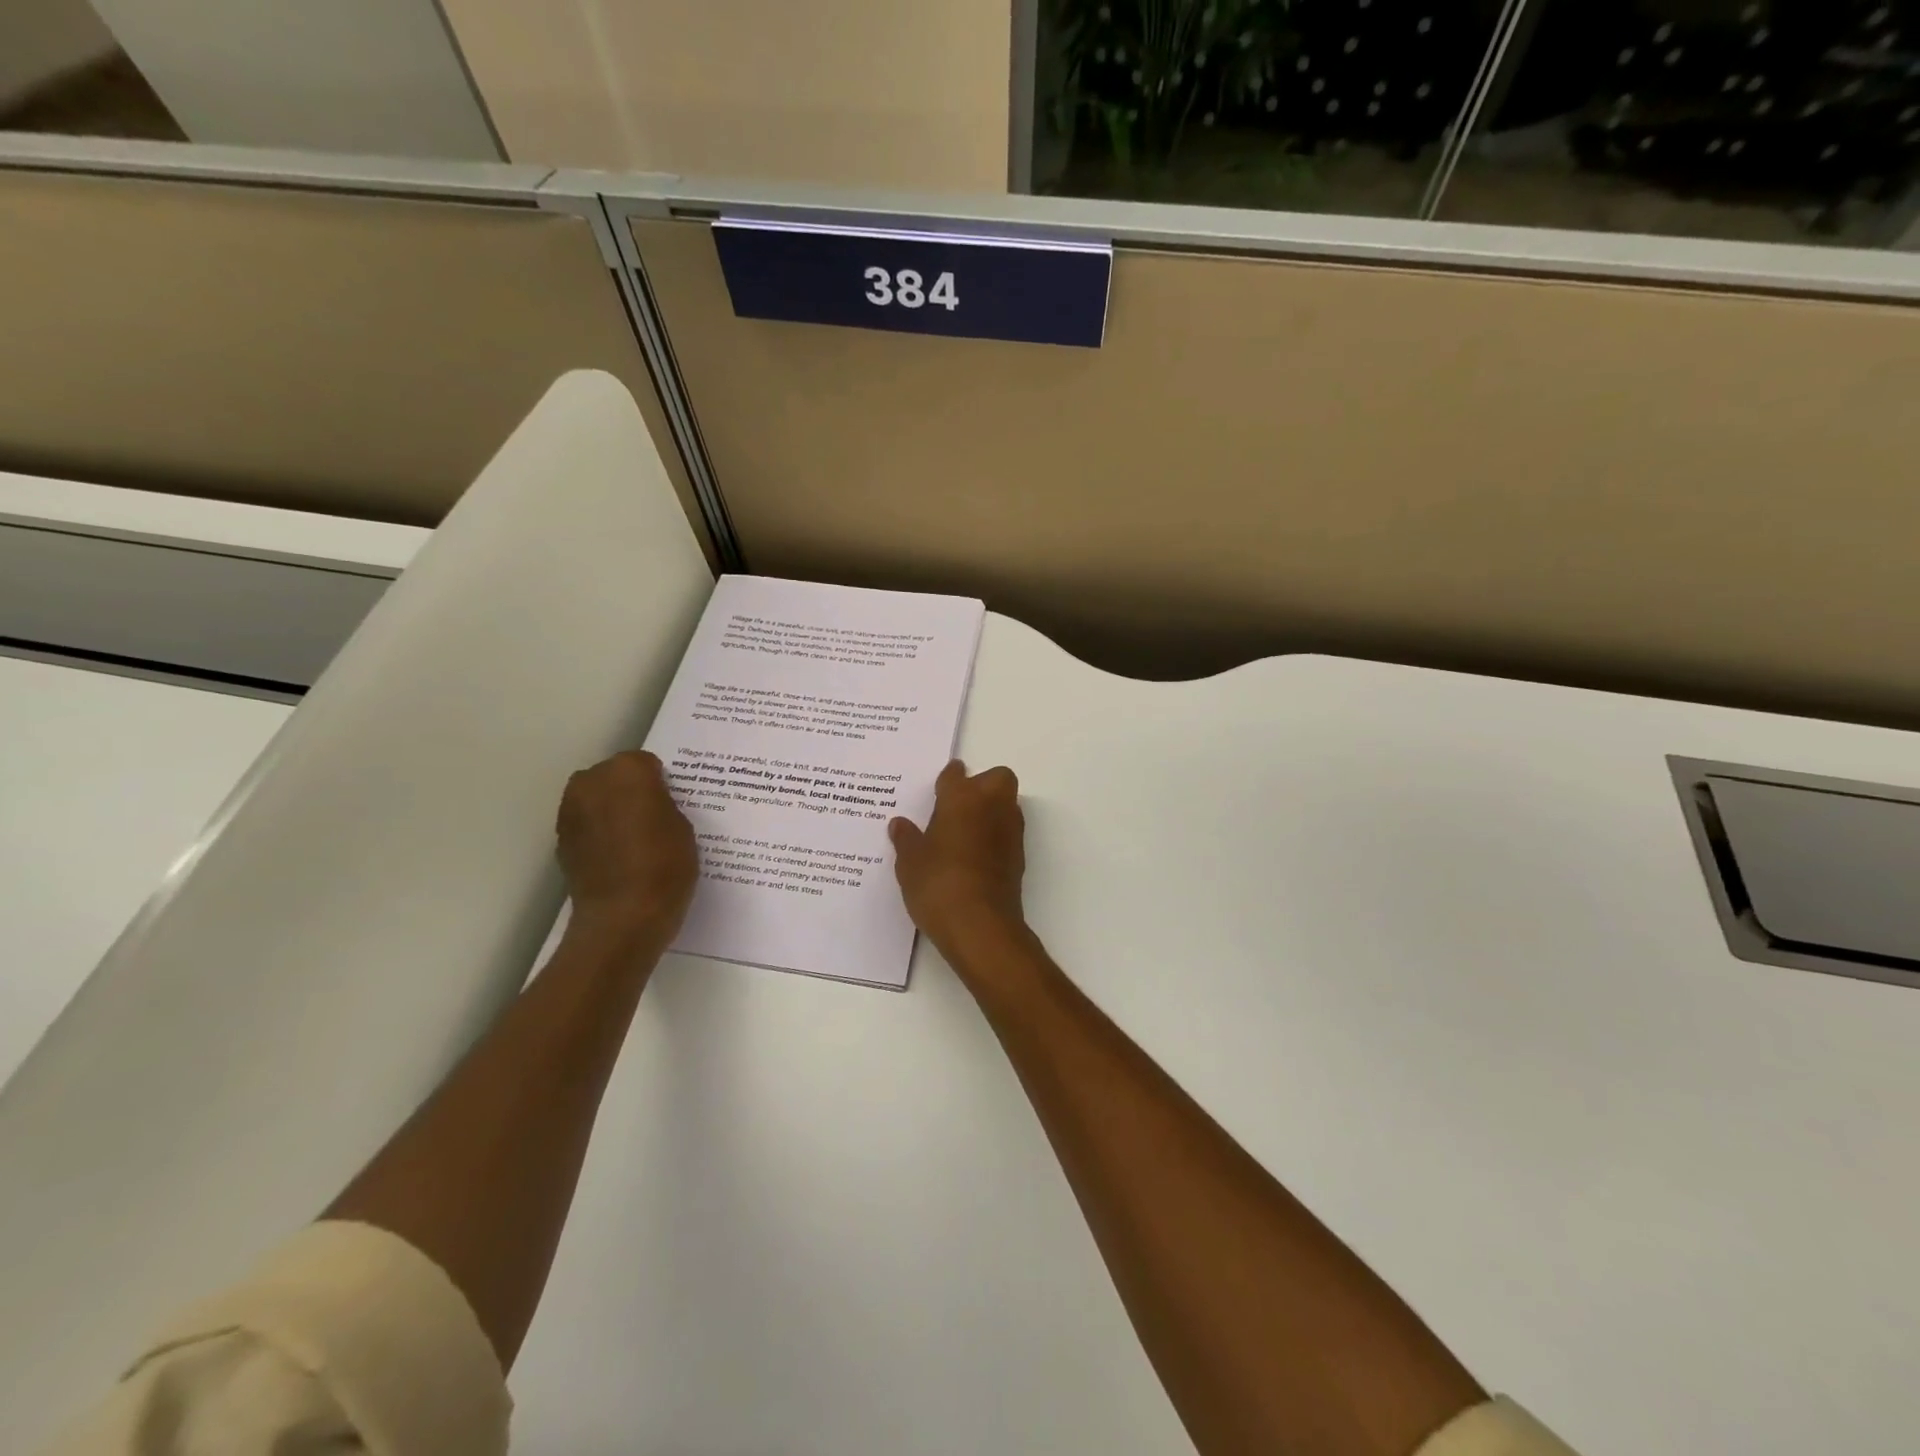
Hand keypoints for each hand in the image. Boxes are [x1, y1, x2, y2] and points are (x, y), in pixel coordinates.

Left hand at [556, 751, 698, 942]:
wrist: (623, 917)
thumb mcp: (683, 827)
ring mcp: (570, 811)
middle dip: (629, 790)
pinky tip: (617, 856)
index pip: (645, 763)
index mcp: (628, 771)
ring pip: (595, 799)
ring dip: (611, 810)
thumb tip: (650, 804)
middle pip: (613, 776)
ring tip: (634, 838)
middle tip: (652, 817)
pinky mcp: (561, 840)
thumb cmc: (665, 866)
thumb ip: (663, 804)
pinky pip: (585, 825)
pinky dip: (598, 833)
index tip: (670, 803)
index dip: (660, 782)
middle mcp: (591, 782)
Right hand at [890, 760, 1027, 958]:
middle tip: (956, 806)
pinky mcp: (1019, 856)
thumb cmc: (938, 884)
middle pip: (997, 778)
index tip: (939, 788)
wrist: (980, 925)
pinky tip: (973, 856)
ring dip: (991, 810)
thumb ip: (906, 839)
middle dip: (982, 784)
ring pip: (1006, 804)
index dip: (947, 778)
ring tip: (963, 832)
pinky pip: (1007, 832)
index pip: (955, 774)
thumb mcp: (910, 862)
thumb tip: (899, 824)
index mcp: (961, 798)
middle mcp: (991, 806)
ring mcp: (1010, 831)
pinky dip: (995, 836)